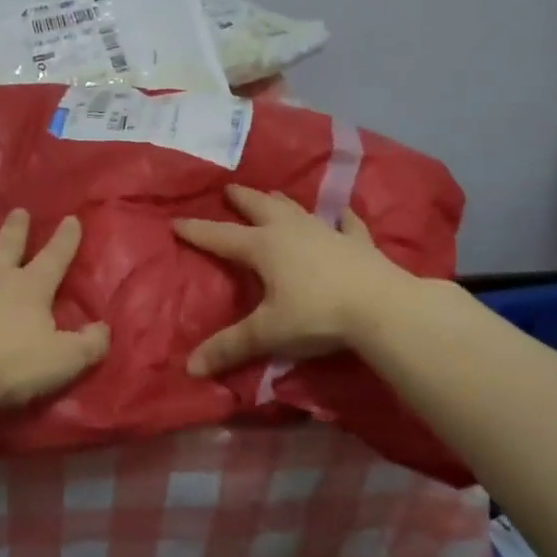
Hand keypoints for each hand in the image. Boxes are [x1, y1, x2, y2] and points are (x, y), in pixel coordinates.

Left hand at [0, 209, 110, 408]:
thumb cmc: (10, 367)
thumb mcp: (63, 360)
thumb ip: (89, 344)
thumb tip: (104, 329)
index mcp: (30, 289)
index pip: (54, 258)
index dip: (65, 240)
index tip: (71, 219)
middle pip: (6, 246)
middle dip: (15, 229)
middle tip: (18, 211)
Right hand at [172, 184, 407, 375]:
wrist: (382, 307)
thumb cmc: (317, 316)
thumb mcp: (268, 333)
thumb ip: (230, 347)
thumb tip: (189, 367)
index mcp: (263, 247)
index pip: (221, 236)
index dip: (197, 231)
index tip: (175, 221)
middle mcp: (291, 231)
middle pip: (260, 208)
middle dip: (243, 199)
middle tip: (230, 188)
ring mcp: (326, 233)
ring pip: (297, 210)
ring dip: (282, 202)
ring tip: (273, 193)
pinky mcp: (357, 243)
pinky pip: (347, 225)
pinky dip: (343, 218)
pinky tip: (343, 212)